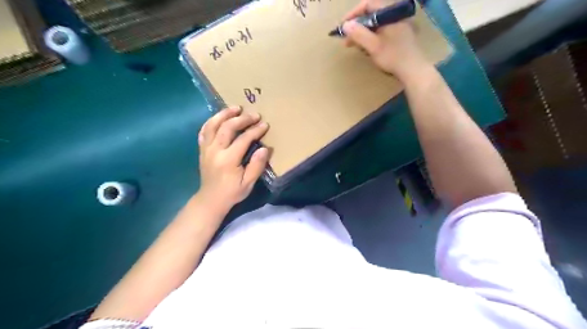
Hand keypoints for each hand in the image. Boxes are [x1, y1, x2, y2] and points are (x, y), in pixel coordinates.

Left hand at [197, 106, 270, 214]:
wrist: (211, 200)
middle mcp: (215, 151)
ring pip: (212, 125)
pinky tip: (219, 117)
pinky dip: (211, 121)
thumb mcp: (248, 183)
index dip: (255, 130)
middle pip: (227, 128)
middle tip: (254, 114)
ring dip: (224, 114)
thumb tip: (265, 148)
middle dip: (242, 119)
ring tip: (235, 108)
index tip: (265, 125)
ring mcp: (206, 149)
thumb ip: (256, 166)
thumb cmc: (232, 192)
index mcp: (228, 160)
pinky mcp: (202, 149)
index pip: (243, 139)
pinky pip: (204, 131)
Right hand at [346, 0, 429, 81]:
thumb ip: (359, 34)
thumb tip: (345, 25)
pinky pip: (381, 31)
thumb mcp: (373, 46)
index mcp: (390, 14)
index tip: (343, 26)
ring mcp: (398, 25)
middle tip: (346, 40)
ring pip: (376, 25)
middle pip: (371, 15)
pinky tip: (366, 48)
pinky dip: (371, 38)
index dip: (353, 14)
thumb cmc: (393, 57)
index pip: (368, 5)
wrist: (413, 69)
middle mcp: (395, 16)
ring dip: (363, 34)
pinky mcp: (399, 35)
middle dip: (357, 27)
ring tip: (354, 46)